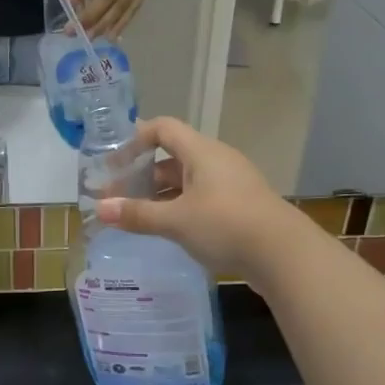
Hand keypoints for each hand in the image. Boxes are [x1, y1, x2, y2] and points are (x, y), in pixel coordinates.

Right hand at [96, 117, 301, 280]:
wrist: (285, 256)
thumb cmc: (225, 225)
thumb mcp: (176, 220)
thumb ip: (137, 214)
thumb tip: (100, 209)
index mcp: (202, 152)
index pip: (163, 128)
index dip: (135, 141)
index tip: (114, 164)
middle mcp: (217, 160)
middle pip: (172, 156)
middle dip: (143, 175)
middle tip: (118, 196)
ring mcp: (232, 184)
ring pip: (187, 180)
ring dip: (160, 194)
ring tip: (138, 215)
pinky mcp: (241, 207)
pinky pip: (202, 198)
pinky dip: (181, 207)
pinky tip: (169, 230)